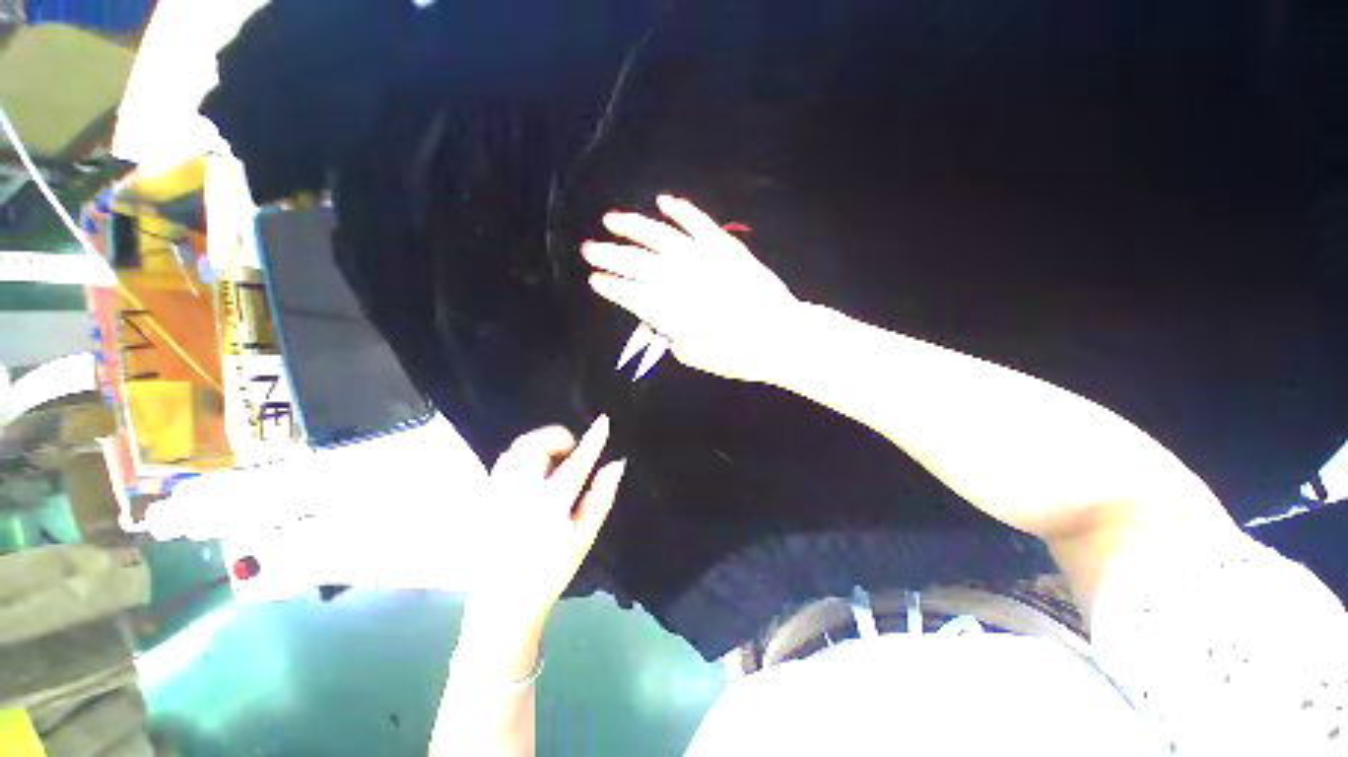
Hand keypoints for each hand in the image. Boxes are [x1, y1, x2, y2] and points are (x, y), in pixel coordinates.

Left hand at [466, 416, 625, 649]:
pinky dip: (524, 454)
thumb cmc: (551, 569)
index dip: (593, 440)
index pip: (576, 463)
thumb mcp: (584, 537)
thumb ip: (601, 497)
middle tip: (572, 450)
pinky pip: (506, 460)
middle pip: (535, 446)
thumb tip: (616, 464)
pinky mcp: (486, 497)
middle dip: (558, 437)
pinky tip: (535, 471)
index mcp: (549, 506)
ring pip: (517, 449)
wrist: (504, 601)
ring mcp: (498, 494)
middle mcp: (519, 494)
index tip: (604, 421)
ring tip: (555, 459)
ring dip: (540, 444)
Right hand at [583, 195, 801, 382]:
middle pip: (638, 263)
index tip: (595, 280)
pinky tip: (663, 201)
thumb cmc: (739, 355)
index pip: (632, 294)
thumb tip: (659, 321)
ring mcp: (706, 259)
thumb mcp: (697, 357)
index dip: (611, 286)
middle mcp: (684, 281)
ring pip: (662, 236)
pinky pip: (699, 222)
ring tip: (612, 219)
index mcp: (674, 312)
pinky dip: (680, 210)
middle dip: (609, 255)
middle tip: (589, 249)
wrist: (781, 336)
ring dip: (634, 226)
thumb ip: (672, 337)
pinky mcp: (726, 247)